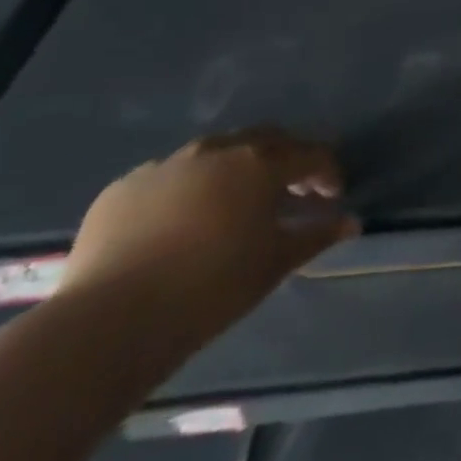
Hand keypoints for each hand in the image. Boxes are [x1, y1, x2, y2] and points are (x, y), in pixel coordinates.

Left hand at [61, 129, 358, 338]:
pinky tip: (181, 222)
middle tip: (291, 191)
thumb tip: (351, 223)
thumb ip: (317, 235)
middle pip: (264, 140)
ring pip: (213, 153)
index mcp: (260, 163)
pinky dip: (187, 189)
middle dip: (284, 159)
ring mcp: (165, 165)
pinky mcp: (122, 188)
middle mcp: (216, 151)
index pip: (310, 155)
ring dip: (234, 170)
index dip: (328, 173)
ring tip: (234, 204)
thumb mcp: (276, 262)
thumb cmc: (212, 286)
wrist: (109, 320)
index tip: (332, 198)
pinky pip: (168, 177)